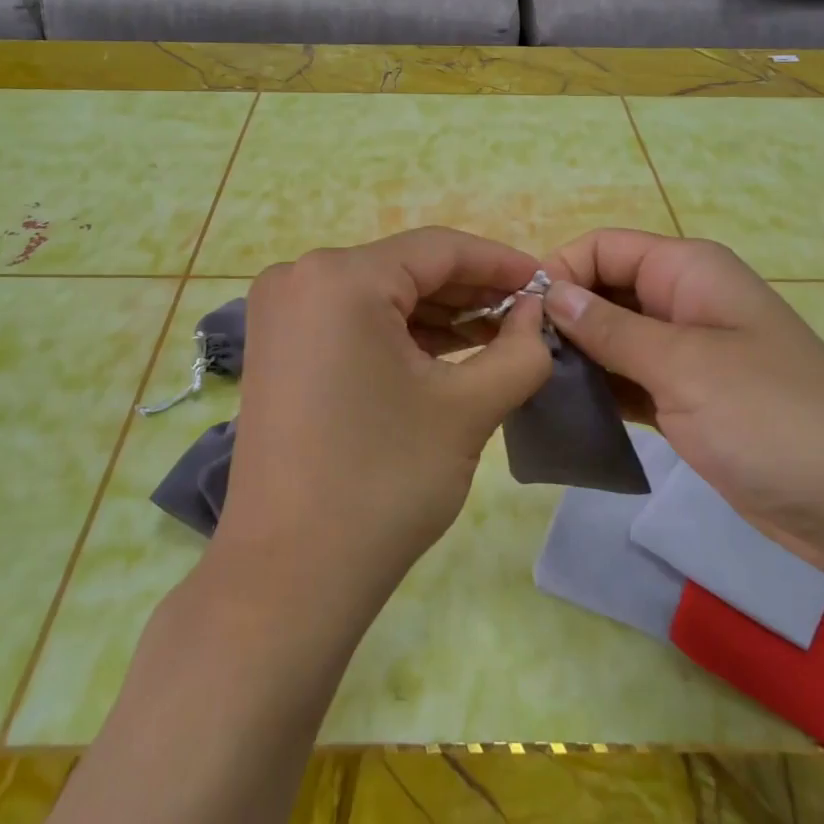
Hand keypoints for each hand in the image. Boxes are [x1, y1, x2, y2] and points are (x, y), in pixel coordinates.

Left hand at [215, 228, 552, 607]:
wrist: (289, 574)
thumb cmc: (383, 481)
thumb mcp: (468, 408)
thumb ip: (520, 349)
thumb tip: (537, 313)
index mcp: (341, 277)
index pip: (439, 249)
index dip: (501, 263)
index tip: (547, 284)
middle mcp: (299, 278)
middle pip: (406, 269)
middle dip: (471, 293)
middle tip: (526, 318)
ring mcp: (280, 314)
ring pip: (379, 296)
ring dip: (437, 316)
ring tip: (496, 339)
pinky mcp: (276, 348)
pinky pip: (351, 322)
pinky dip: (398, 335)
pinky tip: (444, 355)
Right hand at [542, 229, 823, 563]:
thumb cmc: (774, 418)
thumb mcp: (684, 365)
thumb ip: (611, 327)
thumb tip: (549, 291)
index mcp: (688, 271)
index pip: (603, 248)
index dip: (559, 272)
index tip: (520, 319)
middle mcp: (683, 302)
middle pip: (604, 290)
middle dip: (562, 317)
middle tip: (518, 362)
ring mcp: (686, 354)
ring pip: (612, 338)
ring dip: (575, 356)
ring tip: (530, 388)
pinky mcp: (686, 400)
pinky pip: (628, 380)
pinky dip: (599, 389)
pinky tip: (564, 410)